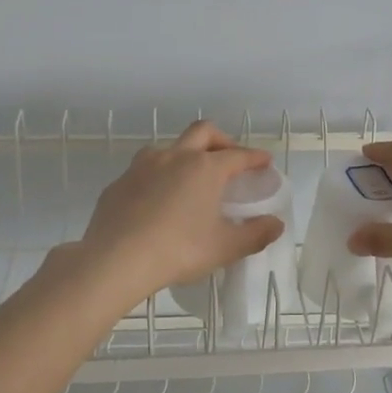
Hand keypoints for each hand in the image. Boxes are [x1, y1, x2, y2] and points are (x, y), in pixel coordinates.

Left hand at [75, 121, 284, 305]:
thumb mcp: (224, 248)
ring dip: (185, 154)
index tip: (264, 162)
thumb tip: (275, 225)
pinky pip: (144, 170)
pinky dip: (158, 176)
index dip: (255, 158)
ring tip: (190, 178)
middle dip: (222, 140)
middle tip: (229, 159)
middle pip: (203, 132)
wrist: (116, 259)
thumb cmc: (178, 250)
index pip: (238, 155)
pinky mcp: (120, 182)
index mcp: (205, 168)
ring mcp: (142, 166)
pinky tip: (157, 200)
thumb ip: (254, 234)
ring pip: (169, 146)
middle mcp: (175, 157)